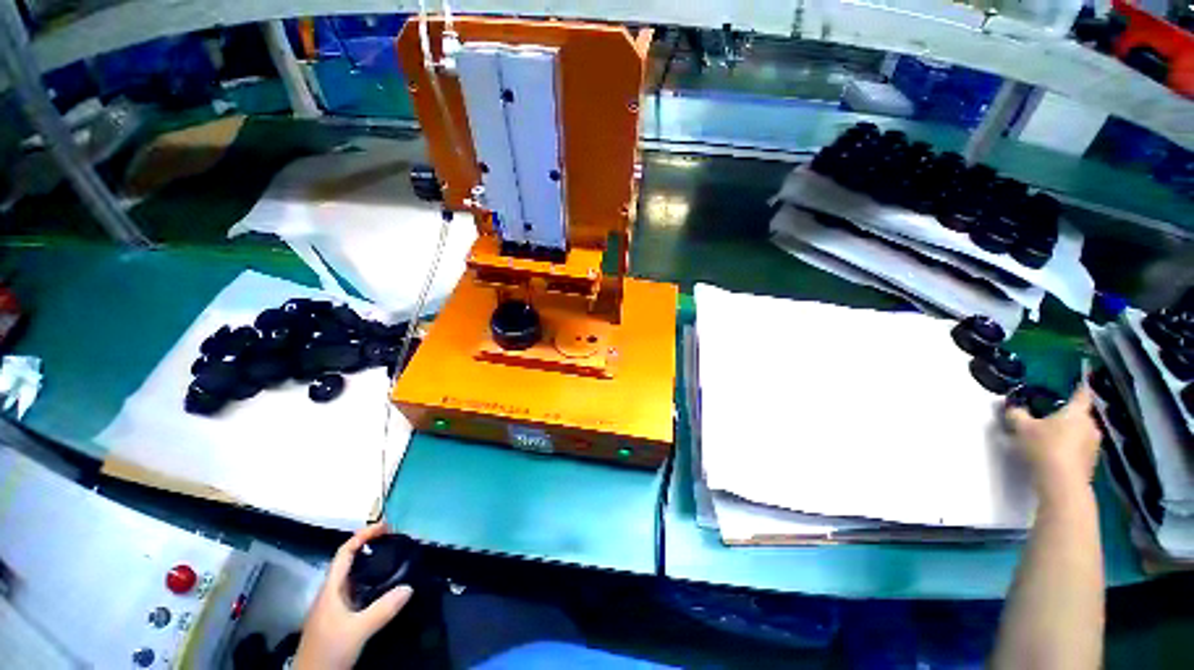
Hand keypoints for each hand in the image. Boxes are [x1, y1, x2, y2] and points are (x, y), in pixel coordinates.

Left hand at [293, 523, 412, 669]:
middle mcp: (331, 593)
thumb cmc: (329, 650)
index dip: (363, 536)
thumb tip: (409, 587)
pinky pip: (356, 591)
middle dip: (369, 547)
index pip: (344, 553)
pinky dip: (370, 581)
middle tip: (393, 540)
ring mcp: (334, 606)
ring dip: (370, 564)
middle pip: (348, 562)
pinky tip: (383, 587)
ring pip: (352, 577)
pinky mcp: (339, 618)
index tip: (385, 526)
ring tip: (392, 558)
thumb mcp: (358, 630)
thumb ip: (382, 609)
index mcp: (331, 589)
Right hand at [1005, 384, 1102, 502]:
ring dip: (1070, 433)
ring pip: (1081, 432)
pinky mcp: (1091, 461)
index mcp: (1076, 412)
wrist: (1062, 482)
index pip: (1082, 394)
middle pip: (1081, 416)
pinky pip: (1080, 448)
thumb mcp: (1022, 428)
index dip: (1080, 388)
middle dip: (1069, 416)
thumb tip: (1013, 407)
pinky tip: (1056, 454)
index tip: (1080, 383)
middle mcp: (1090, 425)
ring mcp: (1093, 445)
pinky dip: (1070, 447)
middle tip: (1051, 419)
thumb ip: (1017, 414)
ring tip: (1051, 439)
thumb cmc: (1045, 447)